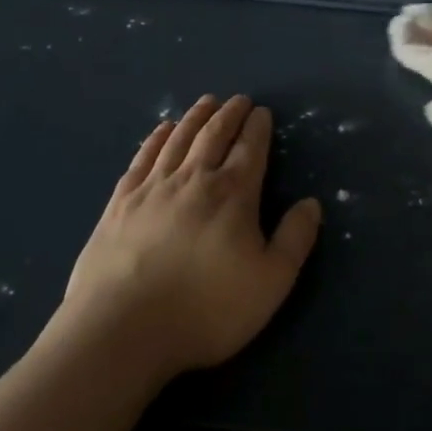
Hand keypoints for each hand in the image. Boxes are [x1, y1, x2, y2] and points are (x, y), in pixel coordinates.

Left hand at [59, 95, 322, 379]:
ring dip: (195, 117)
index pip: (251, 149)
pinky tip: (161, 130)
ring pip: (178, 140)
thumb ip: (295, 239)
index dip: (258, 128)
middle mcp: (194, 179)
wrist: (121, 330)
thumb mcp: (270, 282)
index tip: (262, 112)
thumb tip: (312, 203)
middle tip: (238, 100)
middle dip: (229, 115)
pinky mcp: (120, 203)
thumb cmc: (206, 309)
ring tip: (206, 102)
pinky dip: (156, 139)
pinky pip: (142, 158)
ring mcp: (152, 188)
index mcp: (233, 195)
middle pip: (214, 135)